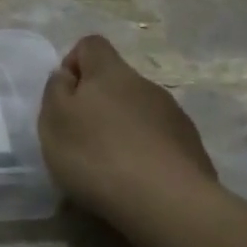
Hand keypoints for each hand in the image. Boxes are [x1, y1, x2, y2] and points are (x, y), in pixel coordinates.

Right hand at [38, 35, 217, 228]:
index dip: (72, 64)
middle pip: (116, 81)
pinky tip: (136, 181)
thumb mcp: (54, 120)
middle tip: (81, 139)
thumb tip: (67, 75)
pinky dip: (144, 153)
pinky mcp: (192, 148)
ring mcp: (174, 116)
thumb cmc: (97, 155)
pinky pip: (159, 140)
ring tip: (109, 167)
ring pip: (139, 111)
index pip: (91, 45)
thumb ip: (55, 90)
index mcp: (110, 72)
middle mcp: (146, 84)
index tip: (64, 98)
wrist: (168, 202)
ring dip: (122, 129)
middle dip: (97, 103)